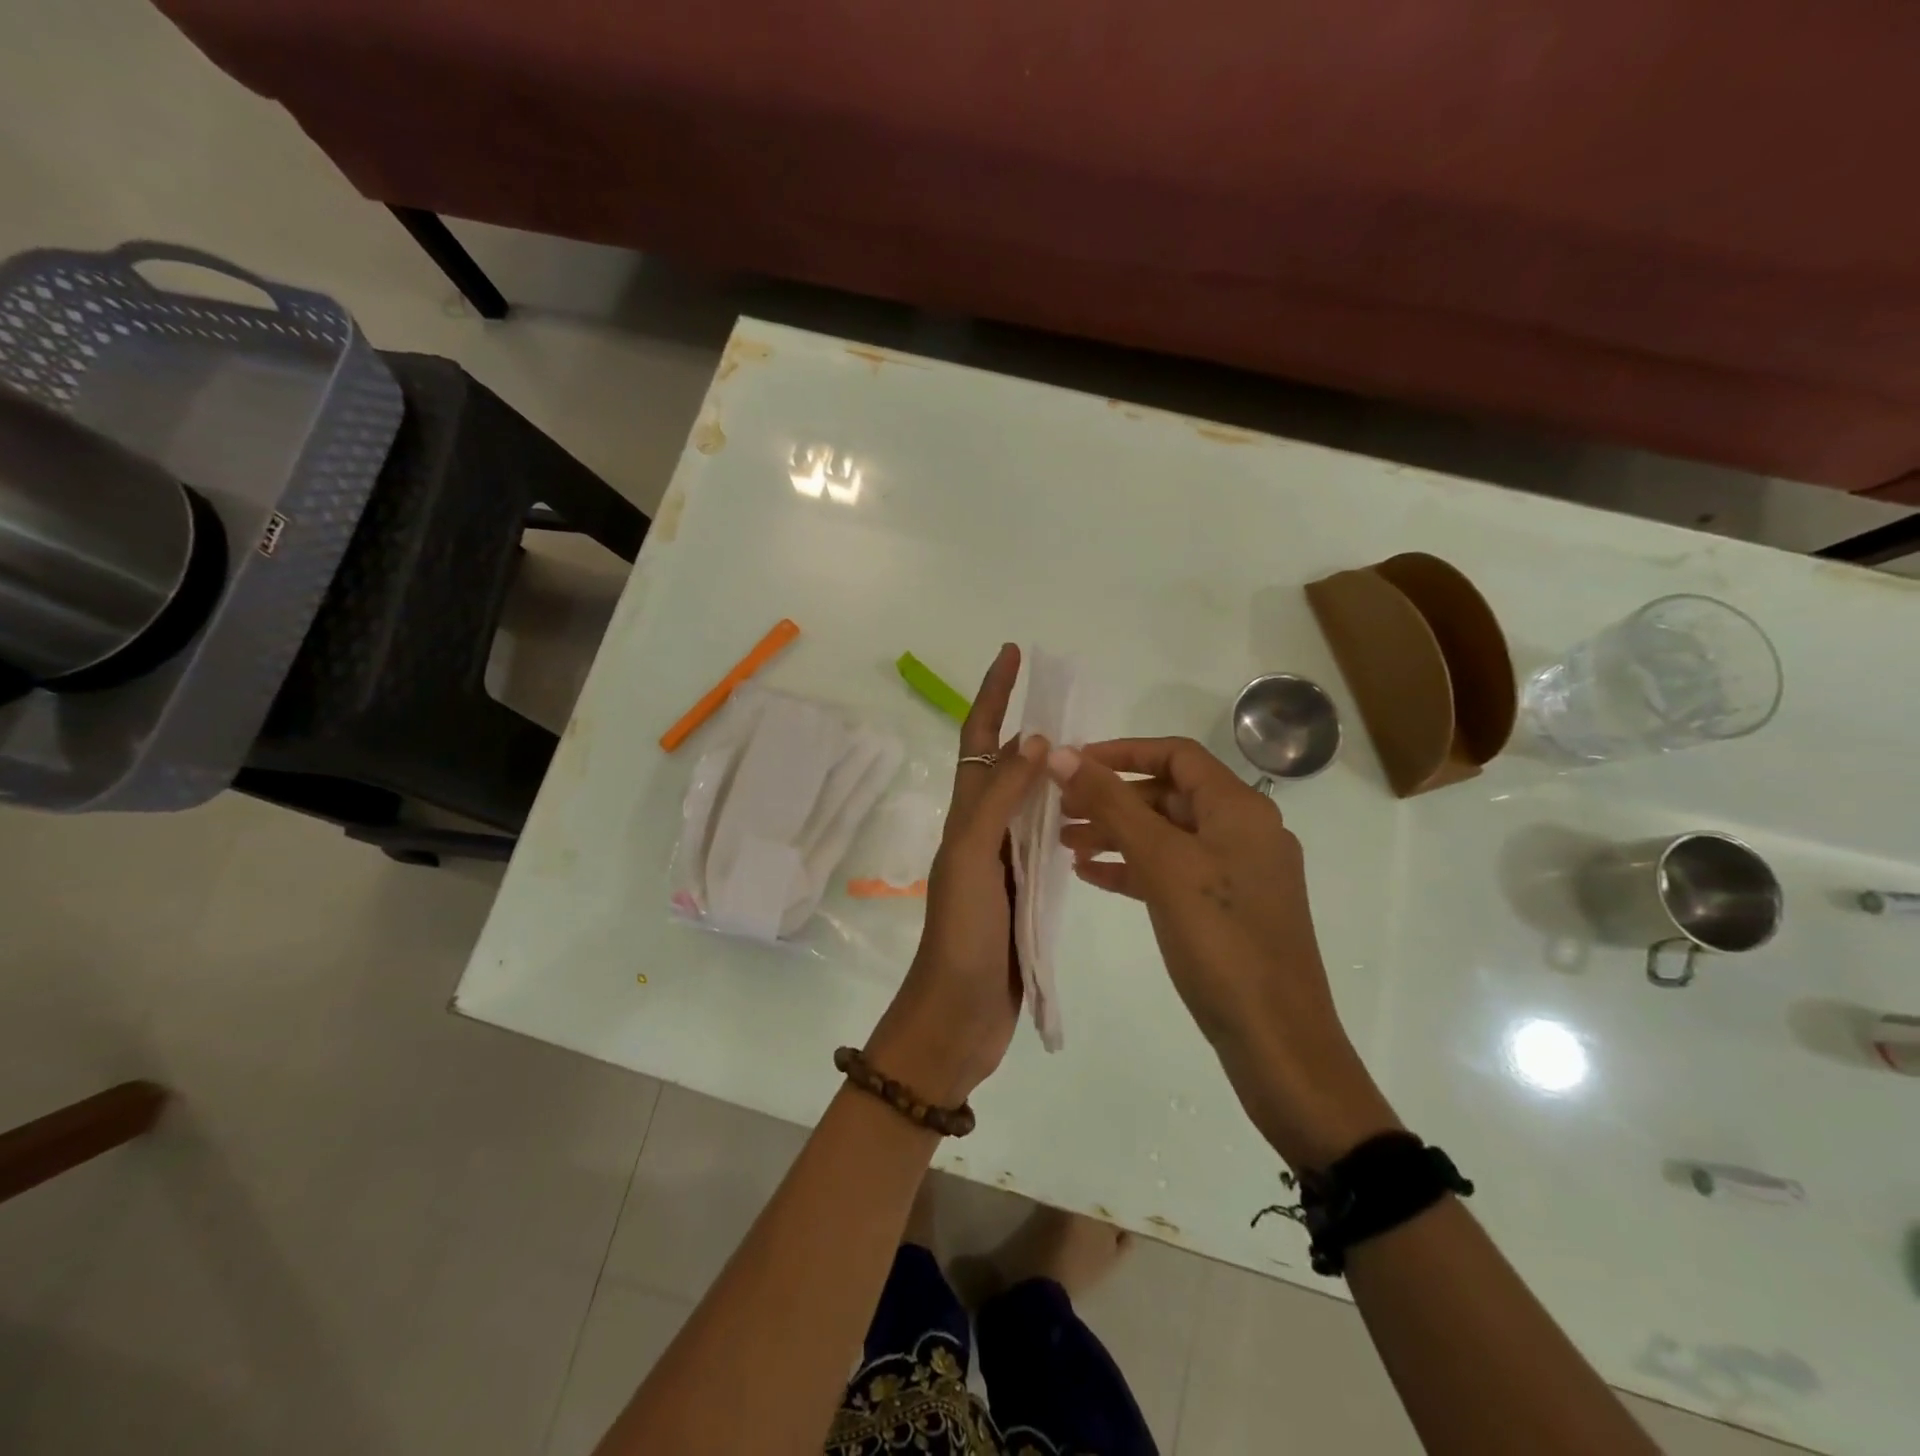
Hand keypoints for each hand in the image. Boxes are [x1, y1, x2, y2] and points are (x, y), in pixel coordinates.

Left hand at [866, 644, 1047, 1105]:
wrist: (958, 1016)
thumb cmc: (961, 935)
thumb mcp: (973, 858)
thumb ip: (1001, 800)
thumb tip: (1034, 738)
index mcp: (965, 815)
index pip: (979, 739)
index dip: (993, 694)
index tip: (1013, 653)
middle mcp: (982, 830)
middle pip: (1005, 763)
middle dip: (1028, 724)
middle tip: (1069, 697)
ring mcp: (1004, 861)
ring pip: (1028, 801)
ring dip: (1051, 771)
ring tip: (1090, 749)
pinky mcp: (1024, 892)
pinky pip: (1046, 841)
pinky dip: (1066, 818)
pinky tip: (1093, 814)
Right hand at [1050, 737, 1399, 1168]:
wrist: (1275, 1039)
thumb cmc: (1220, 940)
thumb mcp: (1162, 863)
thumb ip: (1112, 804)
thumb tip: (1061, 754)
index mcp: (1239, 809)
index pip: (1176, 755)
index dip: (1122, 752)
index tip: (1072, 763)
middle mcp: (1242, 831)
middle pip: (1168, 795)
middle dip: (1112, 798)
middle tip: (1059, 810)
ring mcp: (1236, 873)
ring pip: (1167, 836)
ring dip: (1116, 833)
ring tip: (1064, 844)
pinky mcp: (1225, 909)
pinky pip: (1172, 873)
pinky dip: (1133, 868)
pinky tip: (1091, 876)